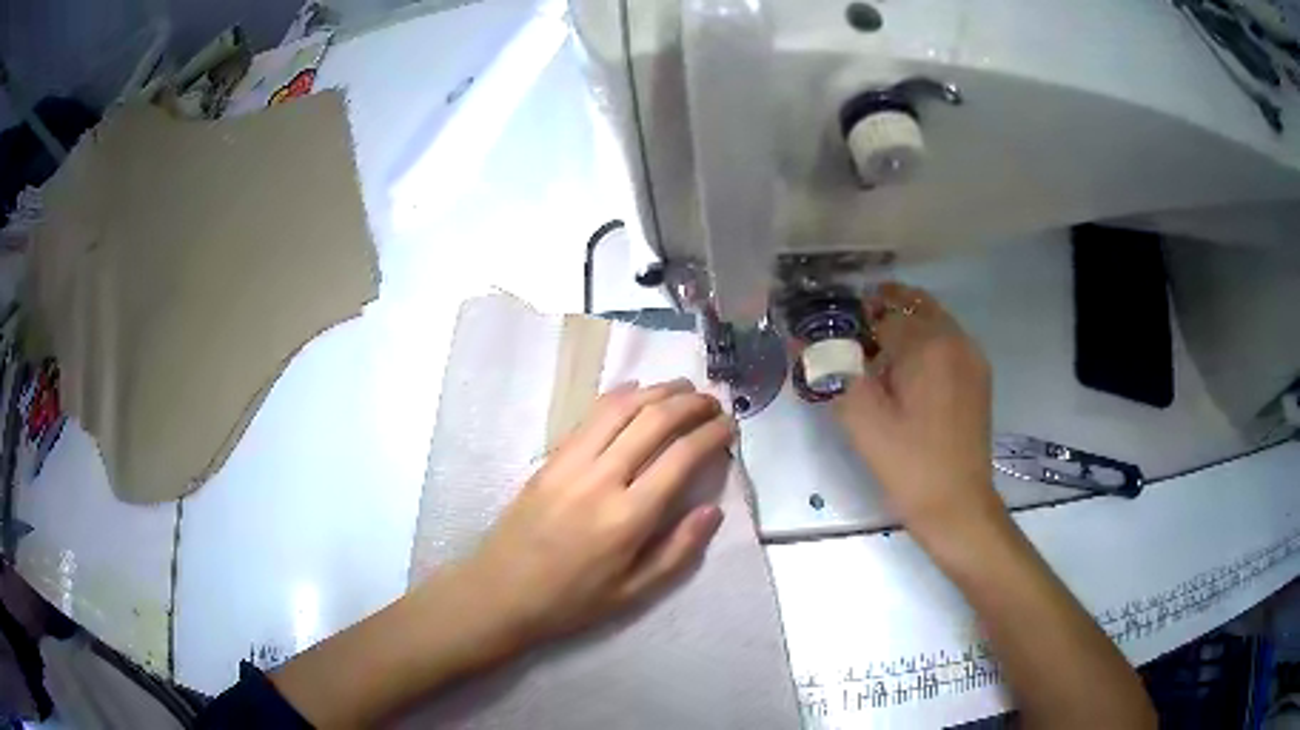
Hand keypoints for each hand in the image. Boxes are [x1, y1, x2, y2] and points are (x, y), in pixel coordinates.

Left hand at [461, 379, 733, 647]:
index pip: (680, 457)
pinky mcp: (550, 458)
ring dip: (657, 390)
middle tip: (713, 401)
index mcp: (627, 518)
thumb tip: (713, 509)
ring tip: (683, 387)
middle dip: (690, 404)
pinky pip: (589, 416)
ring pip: (621, 408)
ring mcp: (570, 463)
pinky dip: (619, 396)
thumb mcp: (633, 593)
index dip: (711, 435)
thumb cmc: (571, 601)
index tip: (730, 426)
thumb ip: (678, 551)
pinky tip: (636, 391)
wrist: (499, 592)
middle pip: (653, 421)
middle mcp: (601, 479)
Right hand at [831, 282, 1000, 537]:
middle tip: (854, 338)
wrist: (957, 505)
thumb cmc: (908, 464)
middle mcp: (955, 338)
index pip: (883, 310)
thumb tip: (801, 340)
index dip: (855, 317)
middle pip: (914, 303)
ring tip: (878, 356)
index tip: (834, 335)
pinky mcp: (978, 376)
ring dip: (905, 324)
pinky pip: (948, 341)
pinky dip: (925, 342)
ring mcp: (972, 356)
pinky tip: (909, 373)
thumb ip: (832, 370)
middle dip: (882, 310)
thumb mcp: (861, 419)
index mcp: (928, 343)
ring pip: (933, 319)